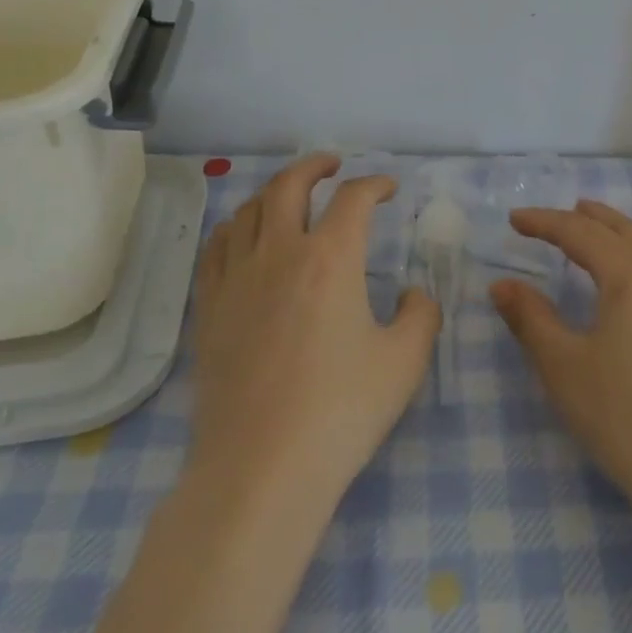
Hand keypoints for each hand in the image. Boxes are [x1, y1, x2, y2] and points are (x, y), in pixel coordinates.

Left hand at [188, 154, 440, 511]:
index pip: (353, 198)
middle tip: (332, 164)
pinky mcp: (209, 308)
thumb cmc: (341, 411)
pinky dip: (235, 228)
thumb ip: (421, 316)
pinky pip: (216, 248)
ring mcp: (236, 278)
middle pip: (289, 185)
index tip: (388, 189)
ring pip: (247, 210)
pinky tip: (243, 238)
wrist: (261, 468)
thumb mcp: (404, 361)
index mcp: (331, 258)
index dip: (374, 184)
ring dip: (273, 193)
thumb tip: (414, 293)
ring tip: (289, 198)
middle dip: (314, 165)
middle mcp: (279, 253)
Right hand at [491, 200, 631, 513]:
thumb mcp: (563, 365)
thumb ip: (530, 317)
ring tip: (594, 235)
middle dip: (586, 218)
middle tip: (558, 215)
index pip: (579, 232)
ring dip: (617, 236)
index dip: (543, 222)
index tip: (514, 219)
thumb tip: (502, 285)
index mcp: (631, 271)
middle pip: (621, 229)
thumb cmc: (623, 414)